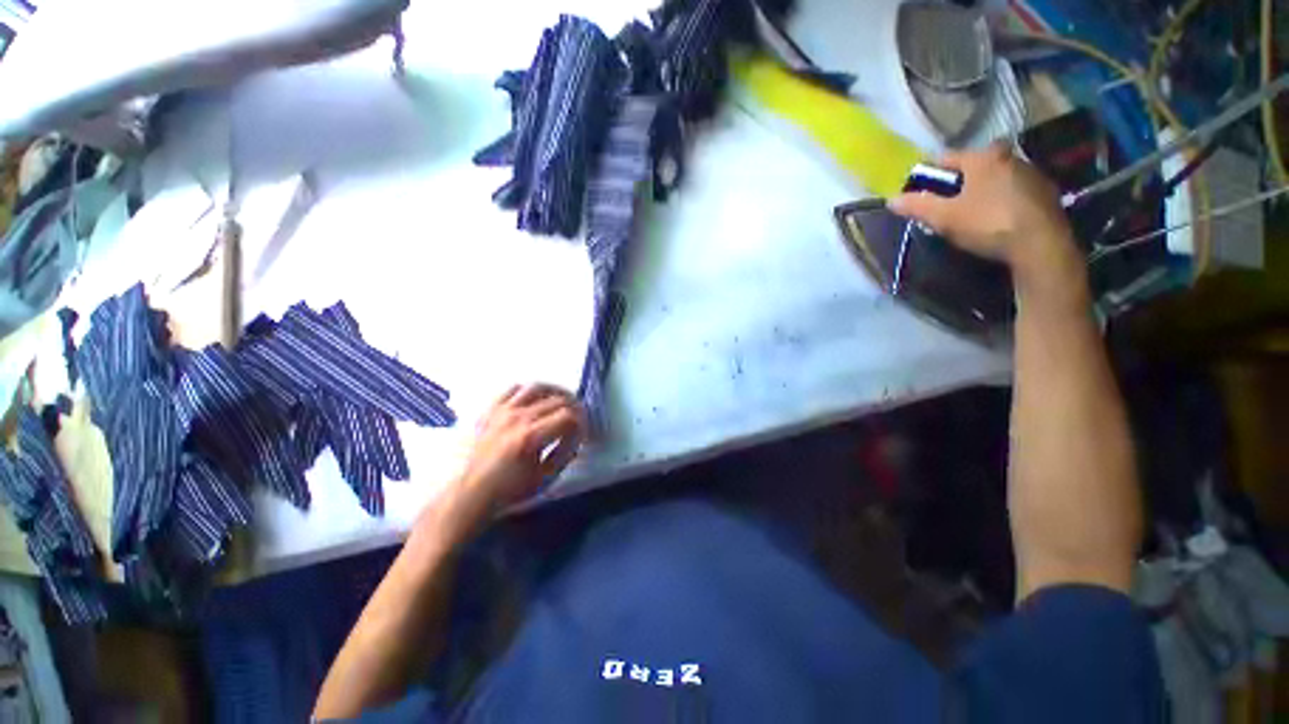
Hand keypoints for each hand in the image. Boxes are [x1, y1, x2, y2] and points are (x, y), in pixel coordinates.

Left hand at [431, 384, 585, 536]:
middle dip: (574, 408)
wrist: (473, 493)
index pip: (567, 417)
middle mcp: (518, 419)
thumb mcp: (546, 477)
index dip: (581, 422)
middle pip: (556, 400)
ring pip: (537, 387)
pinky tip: (537, 399)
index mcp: (531, 437)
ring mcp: (503, 412)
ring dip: (556, 392)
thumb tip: (577, 434)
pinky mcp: (492, 410)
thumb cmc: (511, 489)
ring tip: (563, 401)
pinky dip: (530, 391)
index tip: (583, 431)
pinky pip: (514, 389)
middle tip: (579, 418)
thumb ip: (566, 452)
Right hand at [889, 144, 1081, 290]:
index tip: (919, 193)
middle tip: (945, 205)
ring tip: (970, 214)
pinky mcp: (1045, 192)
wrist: (1039, 244)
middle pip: (972, 166)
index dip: (928, 175)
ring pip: (994, 177)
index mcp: (982, 157)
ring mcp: (1031, 172)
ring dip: (981, 190)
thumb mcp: (944, 217)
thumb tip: (891, 200)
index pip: (944, 158)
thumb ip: (917, 206)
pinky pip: (1013, 190)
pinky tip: (995, 218)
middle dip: (957, 182)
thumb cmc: (987, 223)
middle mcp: (1009, 156)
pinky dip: (1001, 199)